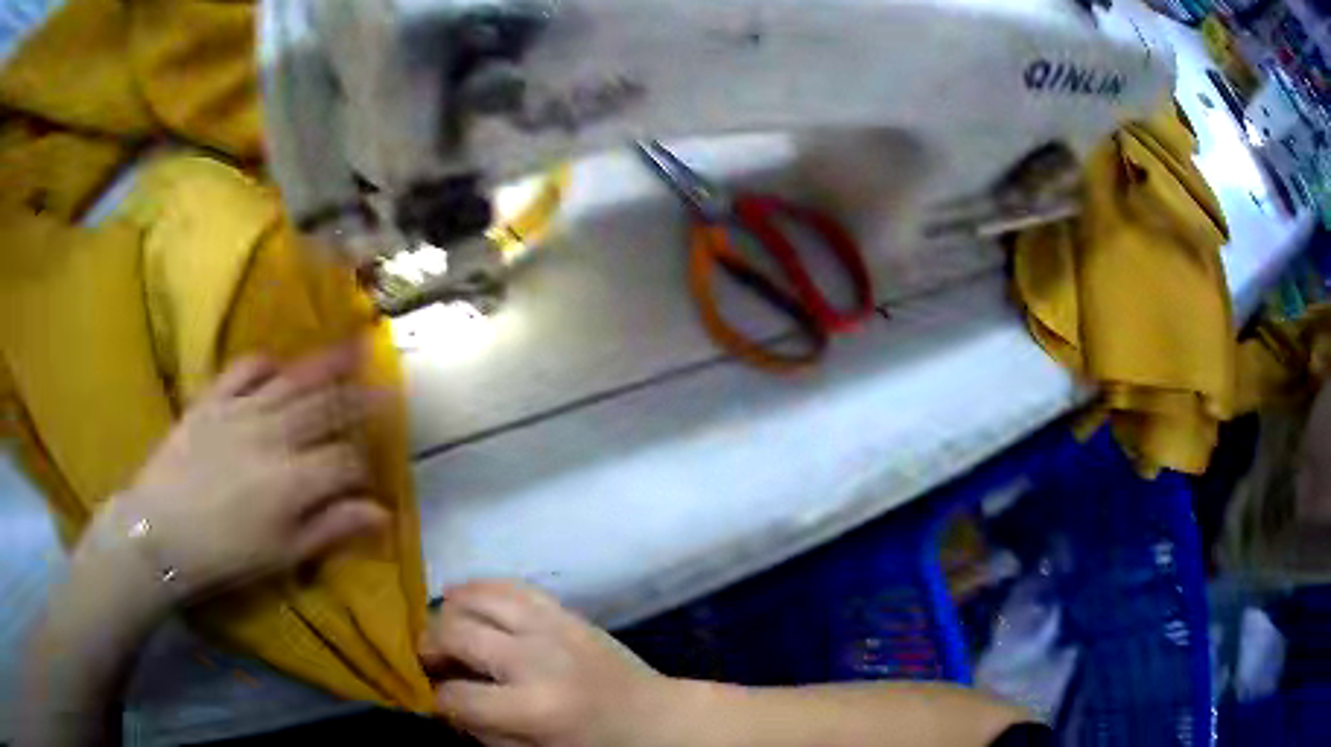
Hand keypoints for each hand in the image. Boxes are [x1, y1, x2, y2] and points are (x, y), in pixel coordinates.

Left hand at [84, 346, 389, 604]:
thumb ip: (330, 528)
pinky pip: (244, 369)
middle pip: (327, 409)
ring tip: (354, 345)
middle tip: (387, 382)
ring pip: (294, 381)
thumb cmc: (225, 554)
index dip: (365, 463)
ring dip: (327, 365)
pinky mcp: (213, 399)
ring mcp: (242, 410)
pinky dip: (265, 362)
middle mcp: (275, 435)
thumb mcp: (282, 554)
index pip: (345, 460)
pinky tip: (279, 364)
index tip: (376, 467)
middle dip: (361, 398)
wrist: (160, 531)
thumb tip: (380, 513)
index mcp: (295, 480)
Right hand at [421, 581, 683, 746]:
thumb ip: (483, 731)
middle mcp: (536, 659)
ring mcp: (552, 628)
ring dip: (449, 611)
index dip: (437, 700)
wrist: (653, 718)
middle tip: (430, 660)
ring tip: (443, 628)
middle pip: (456, 634)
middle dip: (430, 646)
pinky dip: (480, 588)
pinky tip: (463, 598)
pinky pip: (511, 585)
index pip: (456, 697)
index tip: (438, 700)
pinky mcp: (565, 612)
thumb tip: (444, 701)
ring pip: (479, 598)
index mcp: (532, 709)